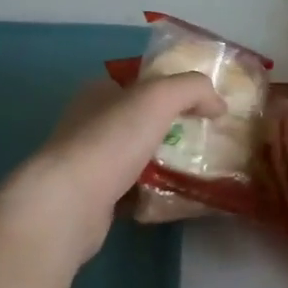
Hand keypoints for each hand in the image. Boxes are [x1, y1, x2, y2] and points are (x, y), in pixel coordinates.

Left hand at [6, 73, 225, 265]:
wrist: (69, 204)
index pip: (139, 83)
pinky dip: (151, 193)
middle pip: (139, 121)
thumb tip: (218, 104)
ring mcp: (88, 162)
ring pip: (136, 157)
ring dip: (163, 162)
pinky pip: (131, 190)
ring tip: (198, 169)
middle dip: (171, 129)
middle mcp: (88, 123)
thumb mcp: (158, 98)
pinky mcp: (92, 198)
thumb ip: (193, 89)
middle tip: (205, 139)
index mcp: (97, 92)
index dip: (171, 89)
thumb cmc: (111, 141)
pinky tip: (174, 197)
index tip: (204, 104)